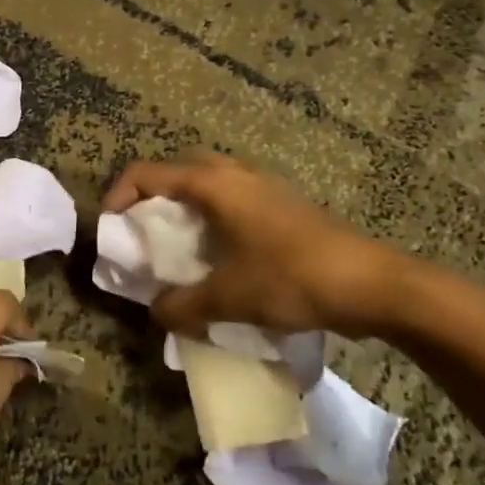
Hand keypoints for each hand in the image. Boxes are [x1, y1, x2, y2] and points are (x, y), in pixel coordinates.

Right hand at [102, 154, 407, 339]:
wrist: (373, 284)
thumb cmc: (292, 278)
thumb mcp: (228, 297)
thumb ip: (182, 304)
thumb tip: (157, 312)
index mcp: (213, 184)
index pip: (146, 173)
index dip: (118, 197)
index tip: (110, 230)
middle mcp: (235, 174)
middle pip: (176, 172)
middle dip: (151, 200)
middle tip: (143, 235)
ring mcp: (262, 187)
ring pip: (207, 185)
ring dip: (184, 210)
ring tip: (176, 249)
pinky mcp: (282, 205)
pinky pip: (231, 201)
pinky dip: (211, 220)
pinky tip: (219, 258)